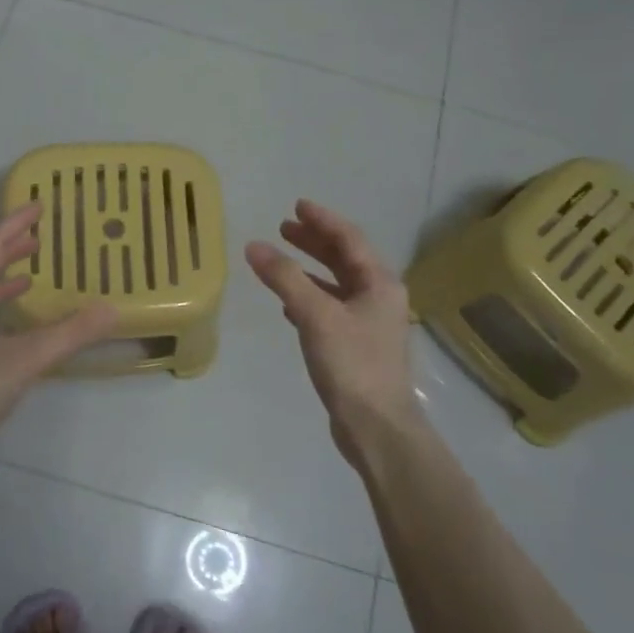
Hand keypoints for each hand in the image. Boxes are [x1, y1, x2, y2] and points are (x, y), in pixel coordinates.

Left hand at [0, 203, 115, 471]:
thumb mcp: (26, 360)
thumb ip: (70, 333)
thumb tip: (112, 308)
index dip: (14, 224)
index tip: (38, 205)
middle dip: (9, 248)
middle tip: (40, 237)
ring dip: (4, 277)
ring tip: (33, 274)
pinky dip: (0, 307)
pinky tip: (18, 326)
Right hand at [246, 200, 422, 469]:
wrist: (377, 427)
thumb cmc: (352, 364)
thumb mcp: (316, 315)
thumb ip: (285, 278)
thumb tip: (254, 246)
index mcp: (379, 283)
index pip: (349, 238)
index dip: (322, 220)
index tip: (297, 206)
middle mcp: (379, 297)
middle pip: (345, 259)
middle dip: (314, 242)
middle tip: (284, 228)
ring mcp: (370, 323)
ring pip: (337, 284)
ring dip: (310, 269)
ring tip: (281, 260)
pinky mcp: (357, 346)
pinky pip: (331, 309)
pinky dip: (310, 298)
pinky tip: (289, 304)